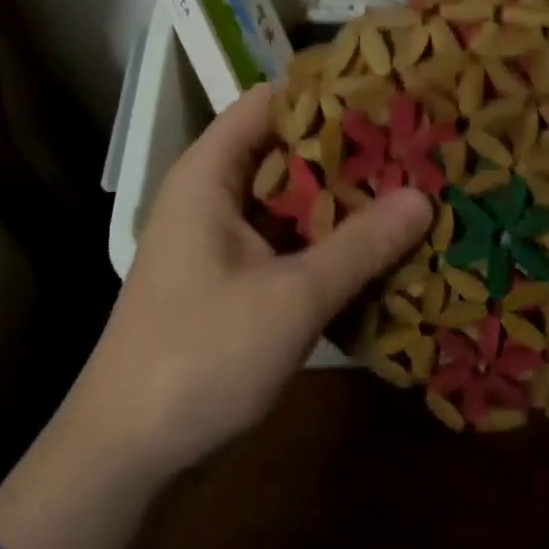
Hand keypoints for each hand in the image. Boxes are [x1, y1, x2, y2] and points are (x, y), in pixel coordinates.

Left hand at [0, 83, 430, 548]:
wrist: (126, 453)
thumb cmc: (200, 356)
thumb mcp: (292, 298)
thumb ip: (360, 244)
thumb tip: (423, 197)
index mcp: (210, 174)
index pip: (270, 103)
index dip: (326, 94)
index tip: (388, 95)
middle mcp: (213, 195)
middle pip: (285, 151)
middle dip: (347, 151)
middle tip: (417, 146)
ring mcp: (220, 240)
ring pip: (289, 200)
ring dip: (342, 199)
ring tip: (413, 187)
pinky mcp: (231, 280)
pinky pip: (286, 241)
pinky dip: (326, 240)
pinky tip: (379, 246)